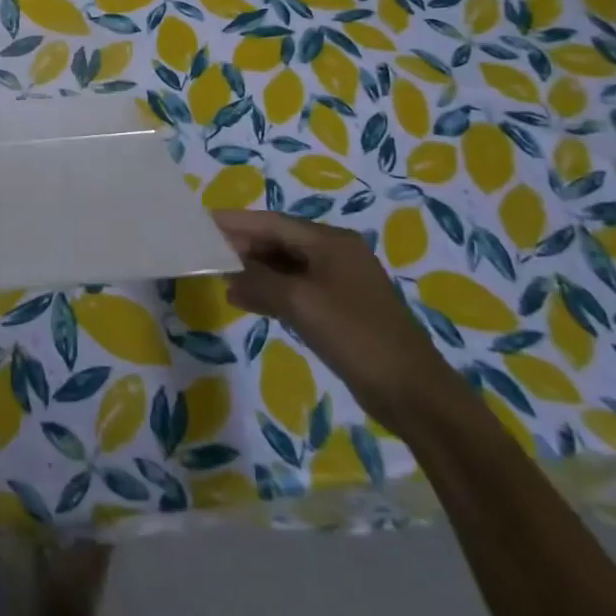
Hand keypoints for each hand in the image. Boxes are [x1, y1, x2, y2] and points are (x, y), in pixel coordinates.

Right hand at [214, 211, 465, 430]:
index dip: (236, 222)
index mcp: (331, 242)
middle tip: (205, 252)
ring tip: (219, 277)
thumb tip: (229, 274)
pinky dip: (271, 291)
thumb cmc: (356, 336)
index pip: (272, 222)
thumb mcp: (300, 303)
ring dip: (254, 271)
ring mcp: (339, 282)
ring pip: (286, 266)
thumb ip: (259, 281)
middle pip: (279, 241)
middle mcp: (335, 254)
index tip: (201, 222)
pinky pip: (296, 289)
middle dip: (243, 246)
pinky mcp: (340, 309)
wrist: (413, 393)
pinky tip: (246, 300)